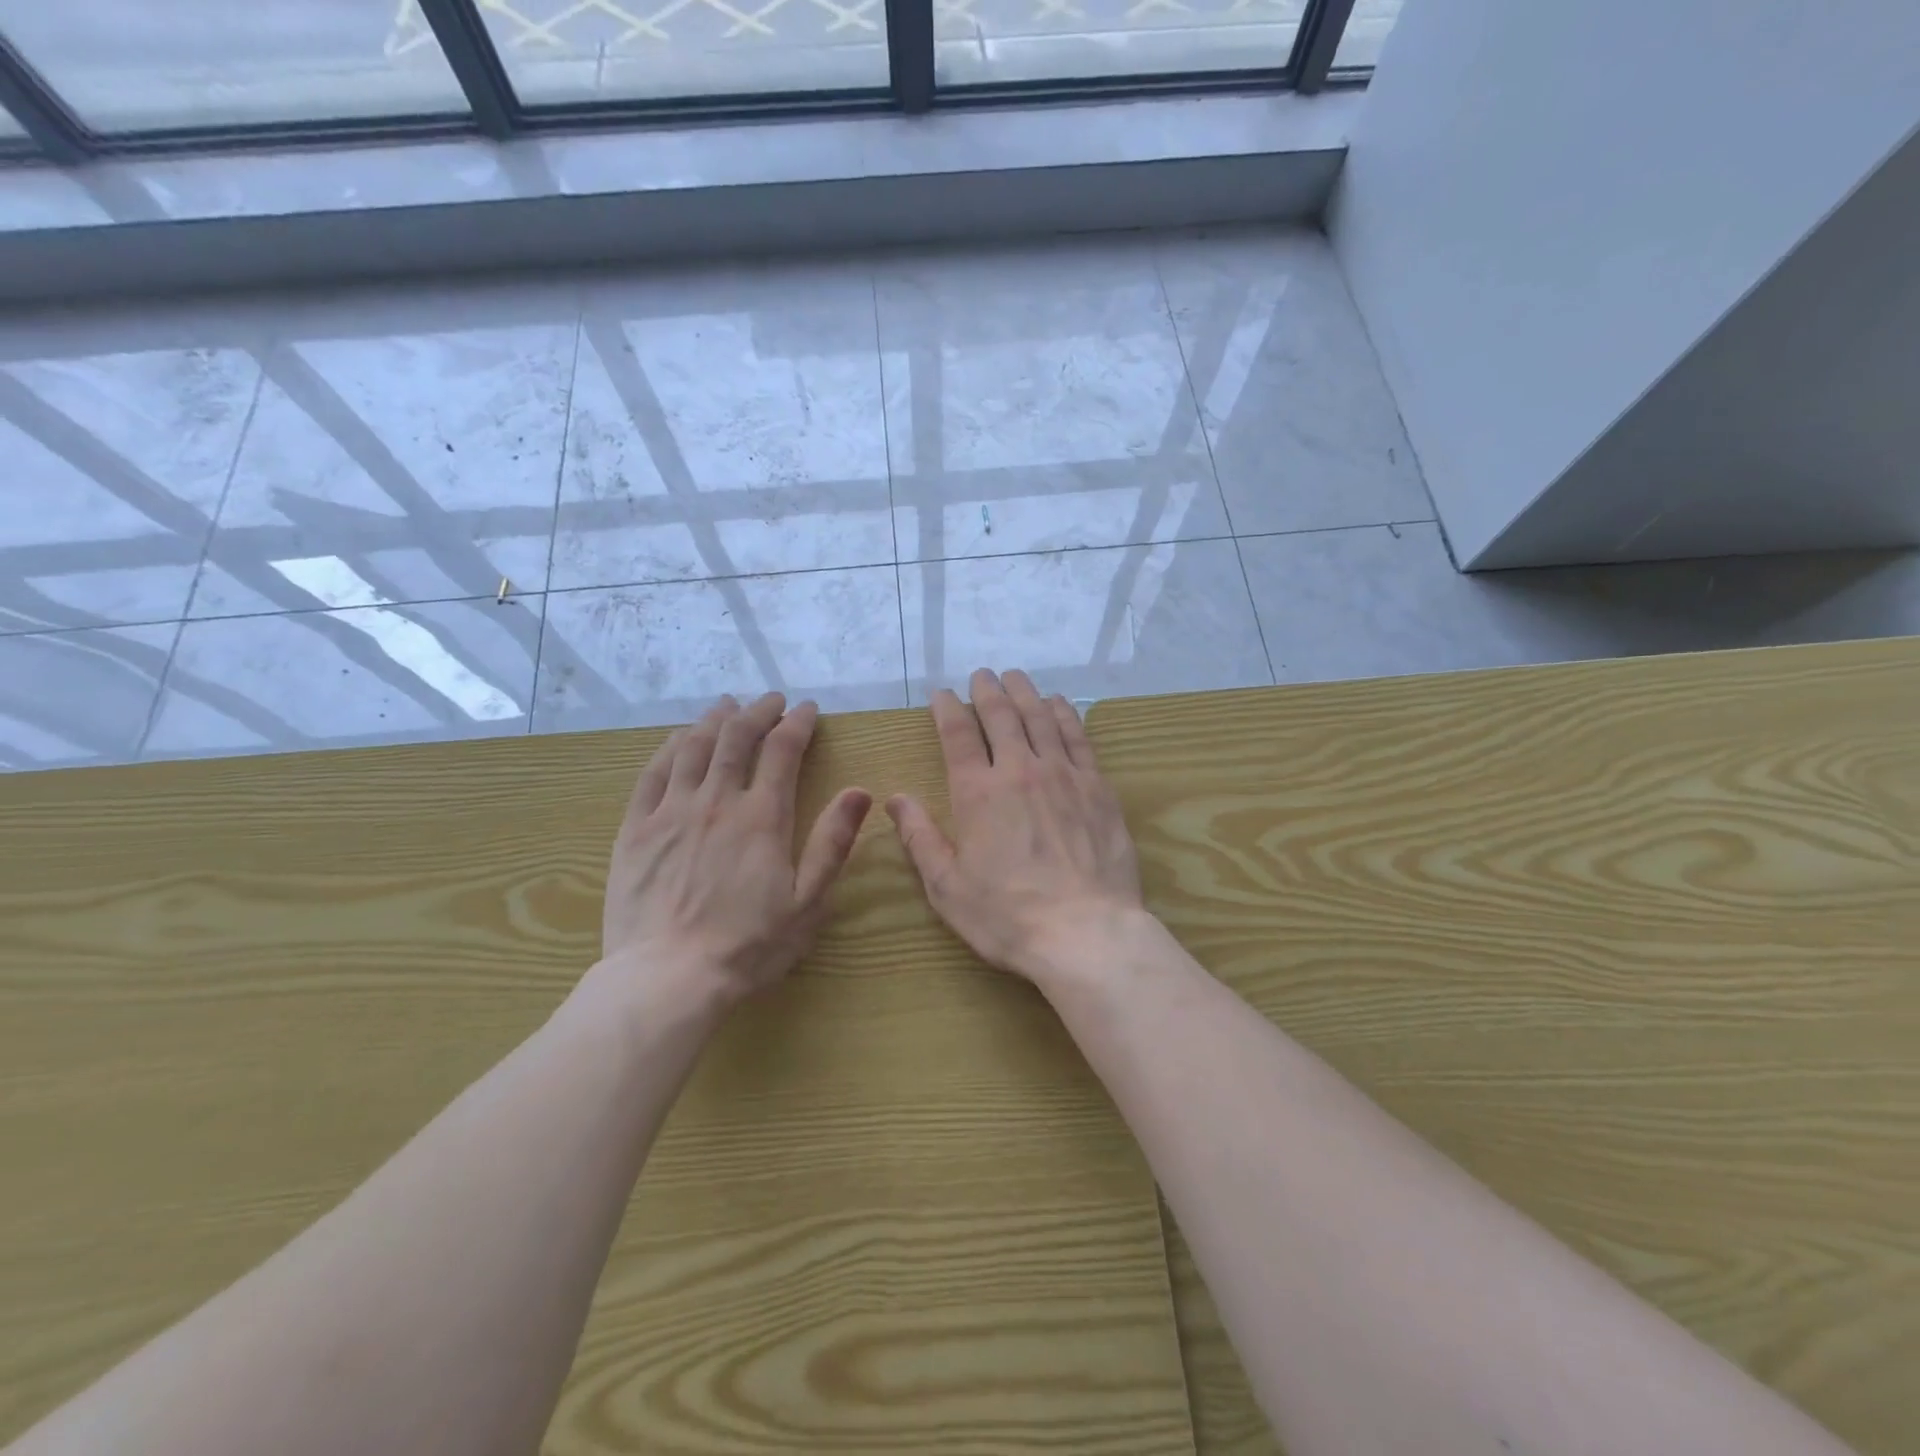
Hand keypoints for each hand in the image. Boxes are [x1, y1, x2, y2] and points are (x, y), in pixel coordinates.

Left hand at [601, 692, 871, 1006]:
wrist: (667, 979)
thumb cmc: (748, 945)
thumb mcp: (808, 901)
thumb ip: (832, 842)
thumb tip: (859, 791)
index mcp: (762, 817)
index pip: (782, 750)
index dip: (797, 723)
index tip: (807, 709)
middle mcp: (716, 801)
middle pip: (736, 738)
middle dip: (757, 711)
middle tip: (770, 700)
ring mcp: (671, 811)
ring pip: (692, 747)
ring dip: (713, 720)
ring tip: (727, 705)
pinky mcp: (636, 829)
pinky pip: (652, 773)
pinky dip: (669, 747)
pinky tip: (677, 738)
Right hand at [886, 669, 1146, 990]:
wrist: (1085, 932)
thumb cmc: (1007, 916)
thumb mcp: (947, 886)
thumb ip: (920, 838)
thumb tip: (895, 799)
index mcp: (977, 793)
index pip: (958, 735)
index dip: (947, 709)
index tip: (942, 694)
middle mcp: (1019, 771)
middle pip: (1001, 717)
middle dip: (987, 691)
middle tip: (982, 675)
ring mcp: (1063, 775)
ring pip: (1040, 719)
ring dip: (1025, 694)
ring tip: (1016, 677)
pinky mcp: (1097, 787)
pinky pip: (1078, 738)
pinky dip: (1064, 715)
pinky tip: (1058, 705)